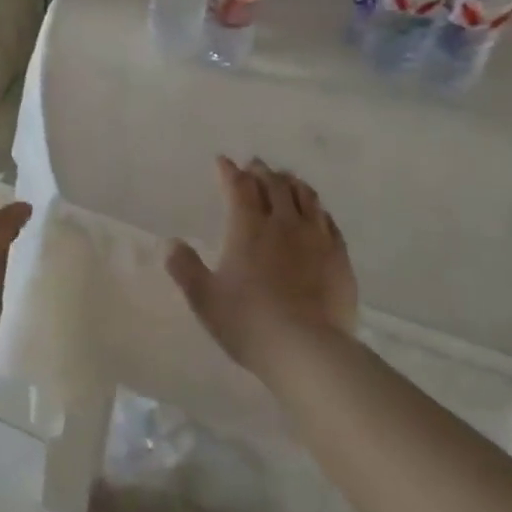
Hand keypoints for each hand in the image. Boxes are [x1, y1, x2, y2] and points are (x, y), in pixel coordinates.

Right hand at [165, 157, 357, 371]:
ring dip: (291, 182)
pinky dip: (316, 207)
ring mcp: (316, 237)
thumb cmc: (248, 322)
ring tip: (285, 179)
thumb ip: (185, 267)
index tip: (223, 161)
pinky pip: (328, 220)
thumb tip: (171, 243)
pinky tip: (316, 212)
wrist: (308, 349)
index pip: (238, 187)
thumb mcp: (204, 299)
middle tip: (253, 165)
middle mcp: (283, 223)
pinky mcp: (339, 256)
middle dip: (260, 171)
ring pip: (305, 196)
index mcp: (247, 228)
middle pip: (274, 184)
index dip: (229, 171)